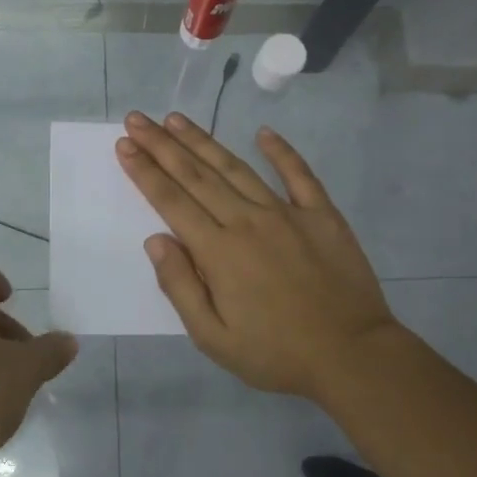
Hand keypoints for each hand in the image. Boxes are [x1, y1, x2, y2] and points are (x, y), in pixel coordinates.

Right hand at [116, 112, 403, 399]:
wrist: (352, 356)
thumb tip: (155, 240)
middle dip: (162, 145)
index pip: (171, 201)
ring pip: (236, 168)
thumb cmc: (275, 354)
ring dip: (203, 141)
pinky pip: (299, 174)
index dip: (145, 171)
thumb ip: (180, 286)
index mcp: (218, 251)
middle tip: (138, 119)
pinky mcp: (322, 215)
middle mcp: (247, 221)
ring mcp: (287, 213)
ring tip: (176, 119)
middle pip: (196, 175)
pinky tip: (263, 132)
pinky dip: (281, 151)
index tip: (124, 145)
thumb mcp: (213, 337)